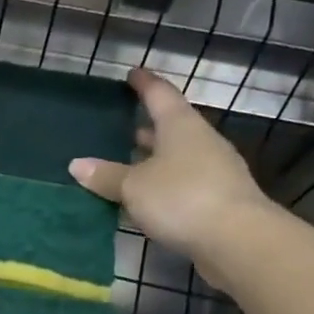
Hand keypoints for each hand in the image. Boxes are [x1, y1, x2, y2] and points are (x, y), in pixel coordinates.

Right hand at [68, 68, 271, 267]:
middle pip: (171, 126)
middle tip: (121, 125)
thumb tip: (76, 164)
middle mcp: (200, 141)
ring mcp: (213, 170)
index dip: (144, 84)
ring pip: (177, 156)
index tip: (132, 74)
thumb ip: (106, 175)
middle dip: (147, 126)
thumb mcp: (134, 186)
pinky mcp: (216, 198)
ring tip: (127, 161)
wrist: (237, 239)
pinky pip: (182, 182)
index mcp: (180, 126)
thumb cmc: (181, 198)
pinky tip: (146, 196)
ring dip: (154, 157)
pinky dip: (162, 183)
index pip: (160, 95)